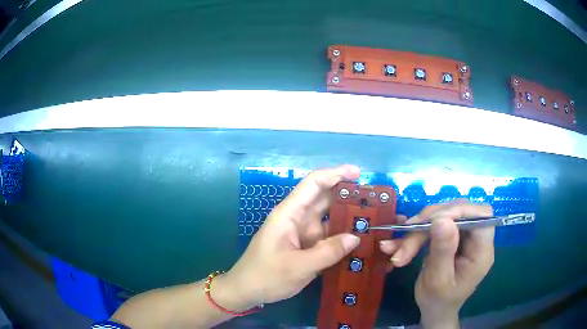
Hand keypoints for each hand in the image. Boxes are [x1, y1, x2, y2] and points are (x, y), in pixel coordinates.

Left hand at [222, 165, 361, 309]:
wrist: (247, 291)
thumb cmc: (266, 276)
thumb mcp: (298, 267)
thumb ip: (328, 252)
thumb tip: (356, 237)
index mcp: (289, 214)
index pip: (313, 184)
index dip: (335, 174)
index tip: (358, 174)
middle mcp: (297, 218)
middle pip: (324, 198)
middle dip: (348, 195)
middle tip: (375, 200)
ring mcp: (302, 233)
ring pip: (328, 218)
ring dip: (348, 217)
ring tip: (374, 219)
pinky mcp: (306, 246)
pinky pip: (327, 236)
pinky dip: (342, 236)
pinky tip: (359, 241)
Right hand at [380, 201, 494, 327]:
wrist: (434, 310)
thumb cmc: (438, 301)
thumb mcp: (438, 281)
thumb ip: (443, 251)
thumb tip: (441, 219)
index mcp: (481, 251)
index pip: (481, 215)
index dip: (459, 210)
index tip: (431, 220)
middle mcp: (476, 239)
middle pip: (458, 213)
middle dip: (429, 222)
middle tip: (406, 235)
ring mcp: (463, 237)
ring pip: (442, 217)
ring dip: (416, 231)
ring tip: (396, 250)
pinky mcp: (450, 237)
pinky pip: (433, 226)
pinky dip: (413, 235)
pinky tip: (396, 247)